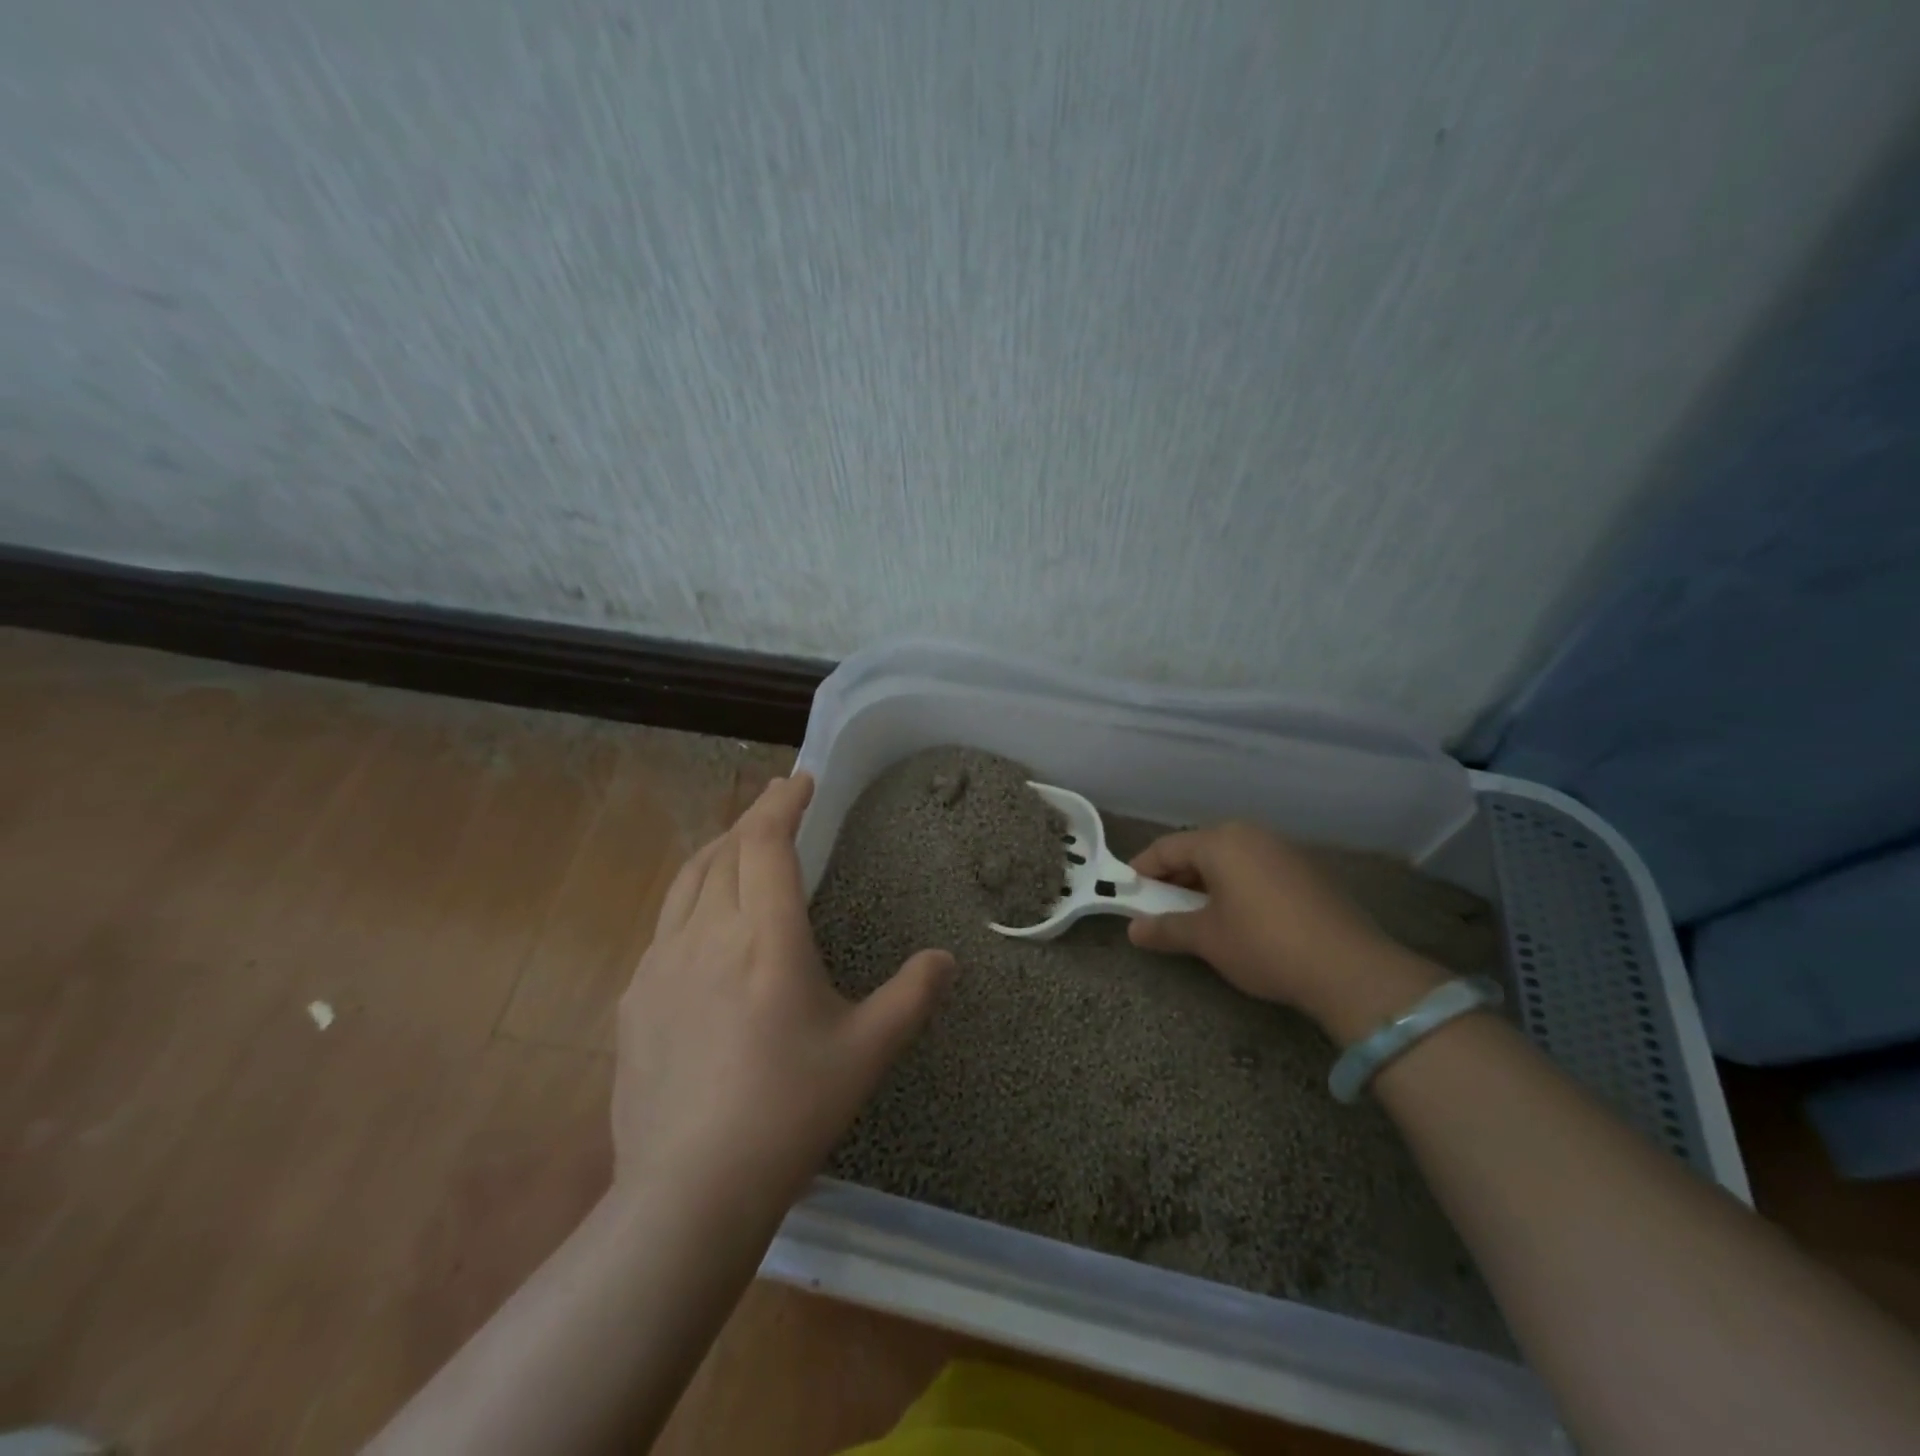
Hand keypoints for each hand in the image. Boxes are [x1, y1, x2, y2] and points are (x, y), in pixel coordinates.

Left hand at [612, 773, 954, 1219]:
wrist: (690, 1190)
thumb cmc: (790, 1111)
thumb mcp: (867, 1052)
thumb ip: (913, 996)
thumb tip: (947, 959)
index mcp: (766, 938)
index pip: (767, 843)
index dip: (784, 803)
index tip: (801, 781)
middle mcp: (708, 935)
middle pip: (725, 851)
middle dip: (754, 818)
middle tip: (778, 805)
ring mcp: (660, 965)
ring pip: (687, 881)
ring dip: (718, 850)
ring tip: (739, 845)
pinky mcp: (634, 999)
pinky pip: (664, 925)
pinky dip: (690, 898)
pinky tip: (702, 923)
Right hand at [1127, 822, 1442, 1043]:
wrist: (1350, 968)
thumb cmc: (1263, 944)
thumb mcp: (1207, 939)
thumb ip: (1165, 928)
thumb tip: (1134, 930)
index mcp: (1221, 841)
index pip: (1167, 848)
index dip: (1142, 870)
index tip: (1126, 892)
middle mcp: (1251, 834)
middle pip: (1199, 849)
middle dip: (1174, 877)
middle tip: (1159, 906)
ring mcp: (1283, 849)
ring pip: (1229, 858)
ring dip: (1206, 882)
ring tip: (1196, 914)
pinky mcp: (1307, 869)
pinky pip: (1256, 868)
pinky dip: (1236, 885)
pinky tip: (1238, 915)